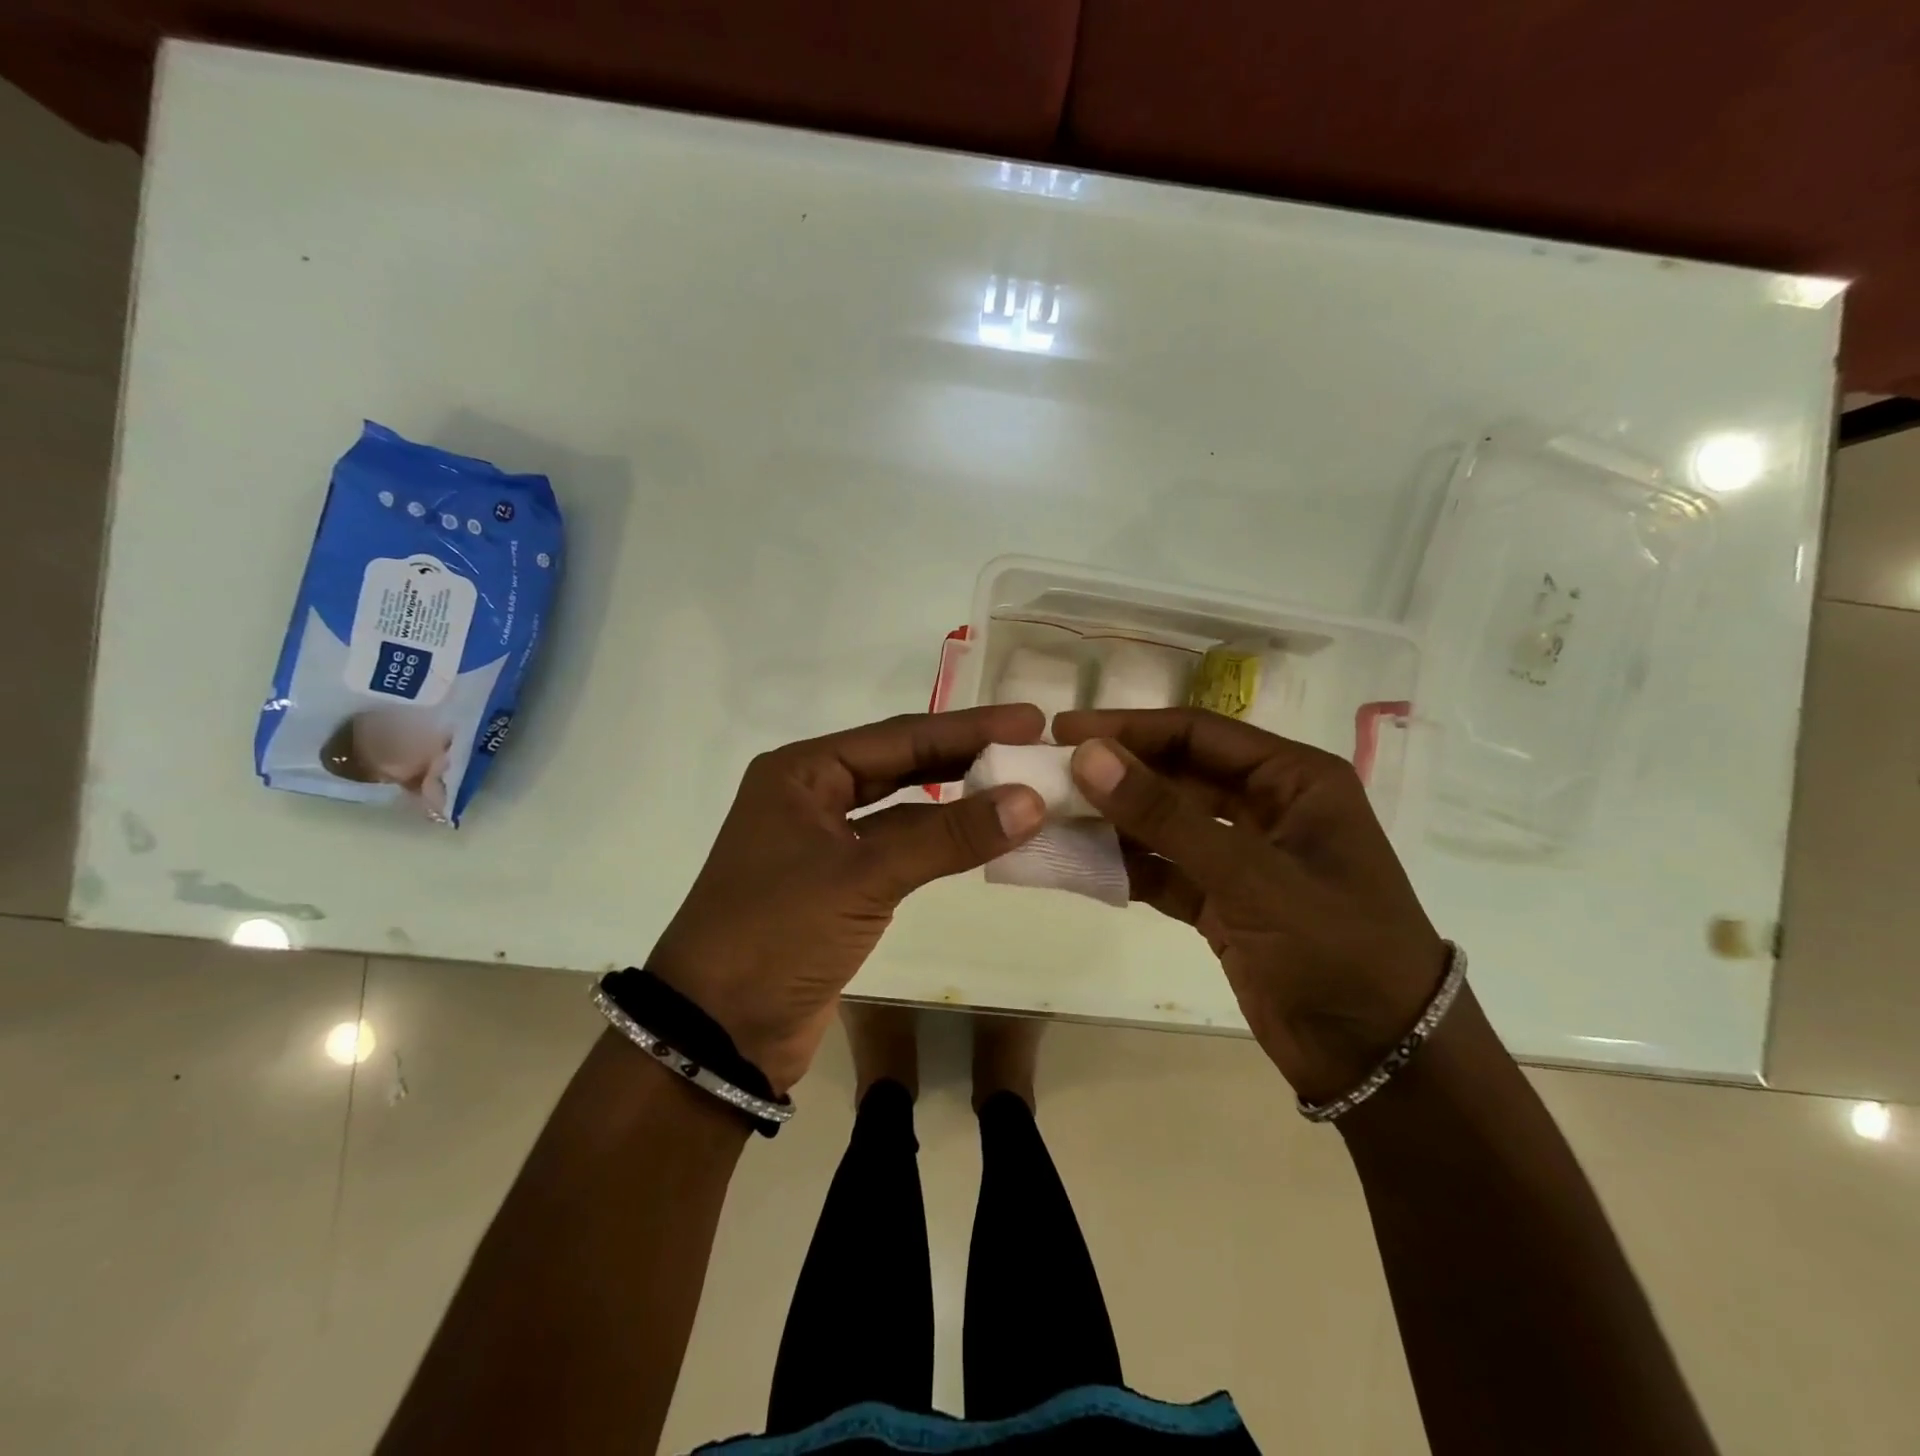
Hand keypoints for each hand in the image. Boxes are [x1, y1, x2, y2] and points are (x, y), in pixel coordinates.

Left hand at [648, 706, 1046, 1092]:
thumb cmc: (777, 934)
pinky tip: (980, 836)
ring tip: (1019, 787)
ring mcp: (823, 842)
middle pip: (902, 764)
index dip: (969, 727)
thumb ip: (948, 836)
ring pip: (903, 809)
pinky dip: (939, 843)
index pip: (900, 736)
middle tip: (1032, 745)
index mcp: (802, 773)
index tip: (1030, 719)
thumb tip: (1031, 800)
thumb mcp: (864, 877)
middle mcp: (810, 796)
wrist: (717, 1034)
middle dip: (966, 755)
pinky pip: (899, 849)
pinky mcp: (838, 885)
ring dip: (956, 801)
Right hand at [1054, 708, 1448, 1103]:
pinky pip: (1164, 870)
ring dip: (1114, 822)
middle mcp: (1267, 807)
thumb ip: (1165, 815)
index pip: (1197, 733)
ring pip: (1165, 824)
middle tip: (1046, 774)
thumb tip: (1088, 755)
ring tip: (1051, 817)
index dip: (1129, 727)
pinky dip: (1126, 869)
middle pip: (1176, 774)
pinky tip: (1081, 865)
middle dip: (1116, 775)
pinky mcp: (1223, 902)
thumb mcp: (1249, 874)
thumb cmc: (1336, 948)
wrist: (1382, 1061)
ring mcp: (1243, 857)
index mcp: (1293, 779)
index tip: (1064, 731)